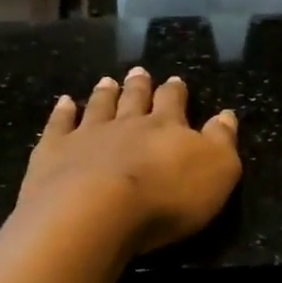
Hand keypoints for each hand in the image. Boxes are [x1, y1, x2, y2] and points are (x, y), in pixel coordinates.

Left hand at [17, 67, 240, 255]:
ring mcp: (87, 135)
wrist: (94, 211)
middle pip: (134, 99)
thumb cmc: (166, 197)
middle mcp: (127, 123)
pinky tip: (64, 102)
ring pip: (99, 107)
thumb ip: (222, 141)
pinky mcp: (54, 151)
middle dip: (140, 85)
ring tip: (107, 80)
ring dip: (105, 93)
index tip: (175, 80)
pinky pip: (59, 125)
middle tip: (139, 71)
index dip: (176, 92)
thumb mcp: (216, 172)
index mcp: (167, 127)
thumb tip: (227, 115)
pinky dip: (62, 112)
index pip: (174, 102)